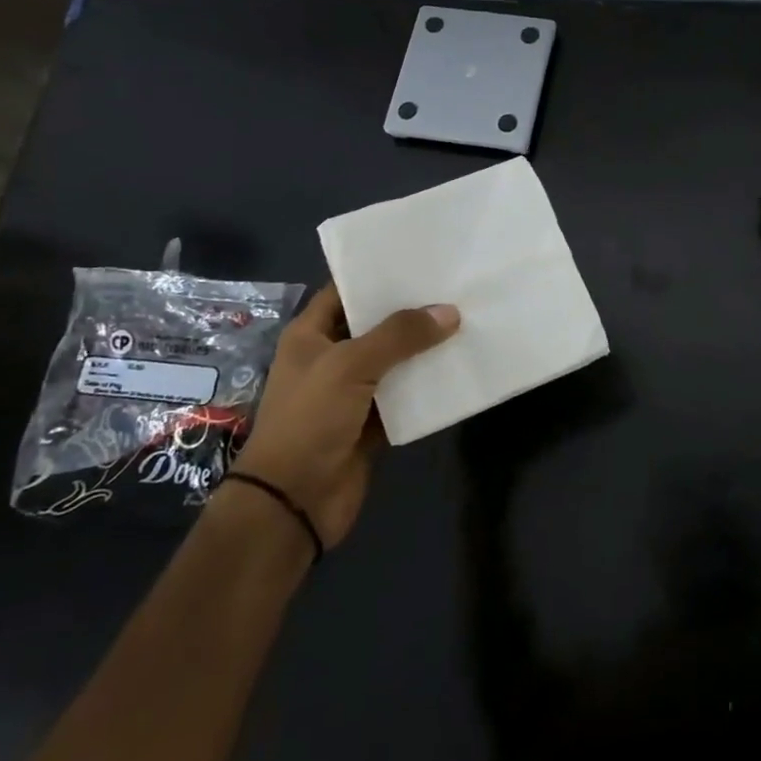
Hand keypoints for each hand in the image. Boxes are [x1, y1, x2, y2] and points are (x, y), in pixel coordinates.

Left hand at [231, 285, 459, 548]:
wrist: (293, 502)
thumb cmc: (309, 420)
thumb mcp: (350, 365)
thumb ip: (400, 336)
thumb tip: (449, 312)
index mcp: (311, 335)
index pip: (346, 291)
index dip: (378, 274)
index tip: (421, 258)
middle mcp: (330, 357)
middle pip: (376, 324)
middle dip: (412, 309)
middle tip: (455, 286)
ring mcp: (352, 391)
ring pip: (395, 360)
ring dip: (425, 347)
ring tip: (467, 319)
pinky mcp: (371, 422)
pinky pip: (405, 395)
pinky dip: (427, 385)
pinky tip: (459, 367)